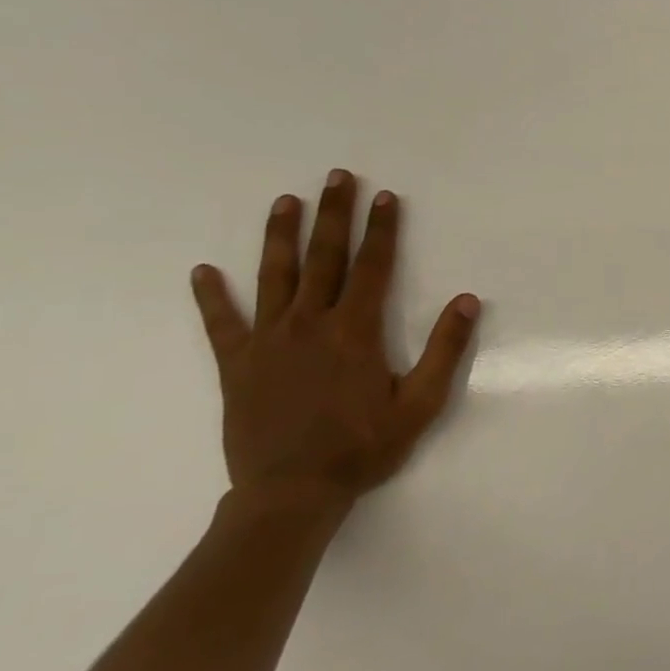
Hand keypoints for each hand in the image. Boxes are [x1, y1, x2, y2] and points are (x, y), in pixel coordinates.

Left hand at [190, 169, 480, 513]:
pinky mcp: (237, 365)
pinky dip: (211, 297)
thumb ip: (445, 349)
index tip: (385, 197)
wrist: (292, 493)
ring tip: (284, 201)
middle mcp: (309, 325)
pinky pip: (222, 324)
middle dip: (333, 215)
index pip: (372, 267)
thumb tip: (466, 300)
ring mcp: (268, 342)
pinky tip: (202, 272)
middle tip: (336, 177)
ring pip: (274, 277)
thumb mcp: (421, 403)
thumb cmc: (364, 447)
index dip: (382, 230)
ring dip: (280, 236)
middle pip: (323, 258)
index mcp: (355, 331)